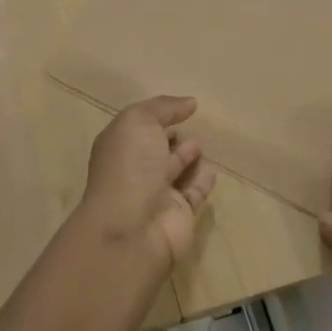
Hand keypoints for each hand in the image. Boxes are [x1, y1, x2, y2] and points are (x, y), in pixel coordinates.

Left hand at [75, 96, 216, 266]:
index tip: (182, 106)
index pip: (137, 127)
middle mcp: (135, 170)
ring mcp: (156, 195)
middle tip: (192, 124)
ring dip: (187, 157)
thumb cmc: (130, 167)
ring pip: (175, 171)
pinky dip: (203, 182)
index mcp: (119, 147)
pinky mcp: (179, 215)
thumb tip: (189, 102)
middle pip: (154, 150)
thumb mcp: (139, 122)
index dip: (157, 116)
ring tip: (202, 142)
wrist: (133, 228)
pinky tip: (212, 169)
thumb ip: (163, 107)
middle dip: (169, 136)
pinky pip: (193, 194)